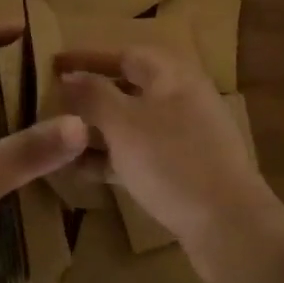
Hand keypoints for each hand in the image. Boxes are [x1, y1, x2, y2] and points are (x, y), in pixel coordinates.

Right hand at [56, 46, 279, 282]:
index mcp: (172, 75)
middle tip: (52, 103)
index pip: (123, 53)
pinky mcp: (184, 171)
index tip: (52, 63)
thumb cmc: (172, 161)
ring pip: (131, 123)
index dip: (86, 57)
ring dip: (96, 130)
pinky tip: (80, 172)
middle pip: (127, 88)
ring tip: (59, 140)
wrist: (231, 229)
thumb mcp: (123, 124)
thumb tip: (68, 75)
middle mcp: (180, 98)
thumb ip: (92, 95)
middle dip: (89, 96)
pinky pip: (139, 153)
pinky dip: (112, 157)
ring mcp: (185, 136)